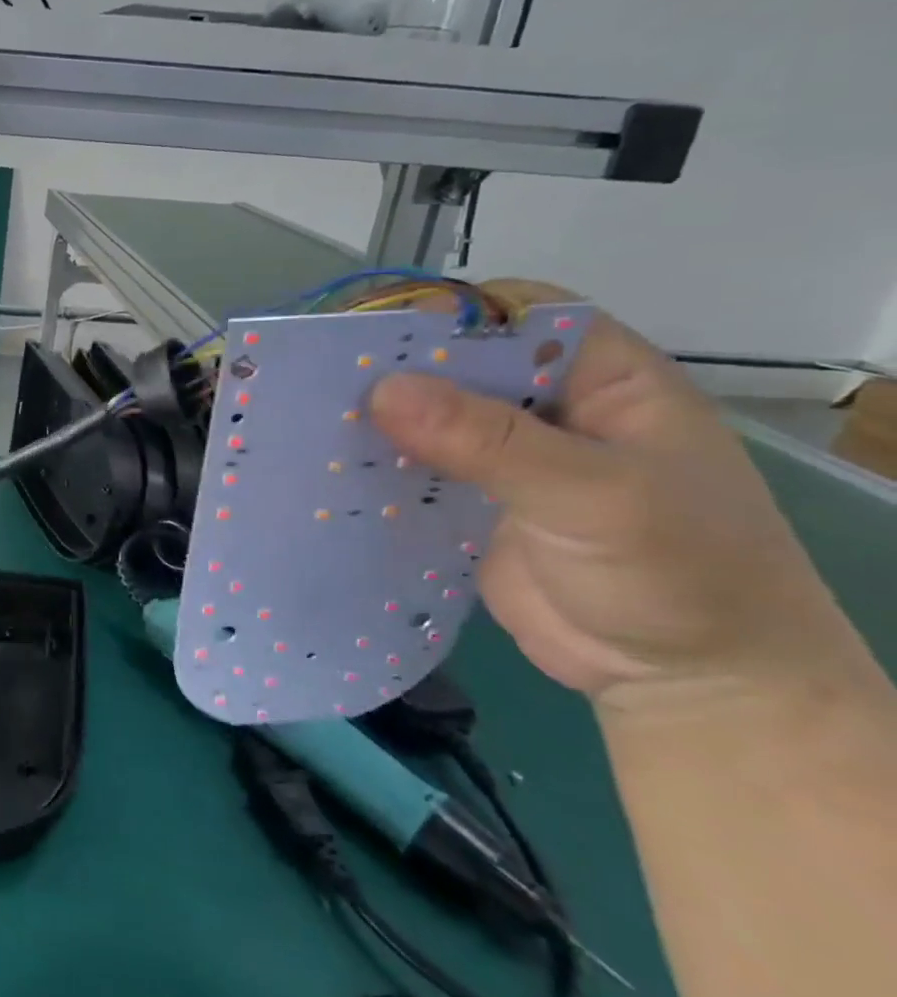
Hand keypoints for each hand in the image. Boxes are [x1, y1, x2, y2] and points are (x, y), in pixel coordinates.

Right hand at [367, 281, 855, 712]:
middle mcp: (550, 405)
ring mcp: (507, 455)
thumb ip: (491, 441)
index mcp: (604, 378)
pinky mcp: (472, 500)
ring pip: (430, 415)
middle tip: (321, 377)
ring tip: (309, 416)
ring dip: (379, 418)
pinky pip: (416, 467)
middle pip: (461, 363)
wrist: (687, 683)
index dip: (450, 314)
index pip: (519, 314)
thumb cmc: (679, 574)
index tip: (375, 334)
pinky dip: (377, 464)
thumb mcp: (594, 496)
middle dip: (397, 368)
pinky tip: (330, 465)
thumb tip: (383, 390)